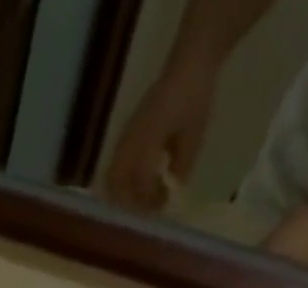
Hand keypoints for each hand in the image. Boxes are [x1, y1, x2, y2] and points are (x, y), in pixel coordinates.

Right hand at [103, 73, 215, 211]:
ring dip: (125, 190)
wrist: (189, 63)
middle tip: (148, 204)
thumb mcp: (194, 135)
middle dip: (129, 200)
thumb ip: (182, 164)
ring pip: (113, 175)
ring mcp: (125, 136)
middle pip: (116, 184)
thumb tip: (174, 187)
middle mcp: (130, 141)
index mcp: (146, 141)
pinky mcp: (127, 133)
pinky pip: (118, 163)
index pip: (139, 182)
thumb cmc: (194, 98)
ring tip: (145, 192)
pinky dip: (126, 177)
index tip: (164, 203)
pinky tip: (144, 175)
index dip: (150, 198)